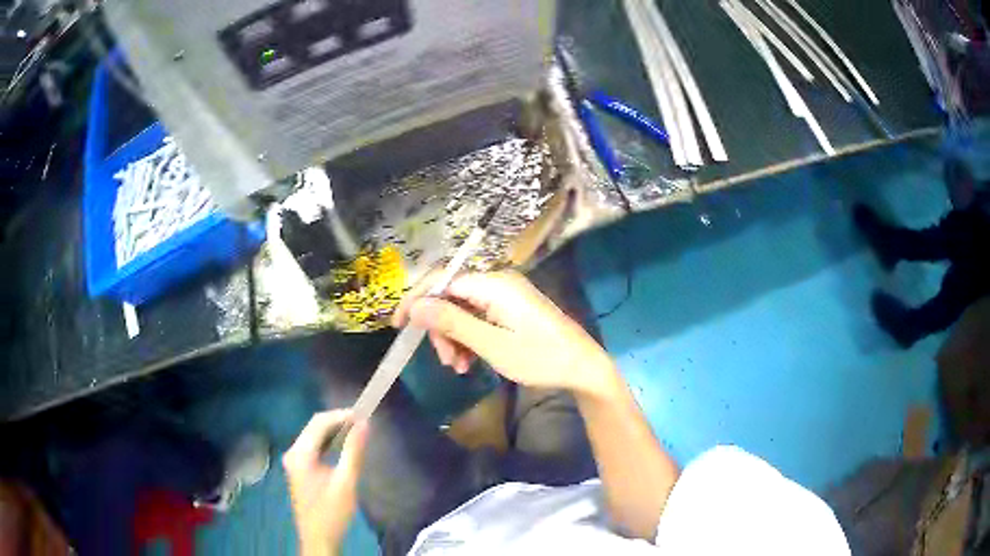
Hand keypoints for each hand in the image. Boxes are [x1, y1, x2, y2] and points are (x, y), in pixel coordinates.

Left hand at [283, 410, 368, 555]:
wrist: (318, 539)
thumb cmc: (332, 512)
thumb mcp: (346, 482)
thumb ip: (354, 451)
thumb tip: (364, 423)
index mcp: (300, 454)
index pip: (319, 422)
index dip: (341, 415)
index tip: (364, 415)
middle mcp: (293, 453)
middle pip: (314, 427)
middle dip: (338, 422)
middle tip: (363, 424)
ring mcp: (294, 462)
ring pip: (314, 437)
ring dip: (334, 433)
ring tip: (357, 433)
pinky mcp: (299, 470)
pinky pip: (313, 448)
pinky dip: (329, 444)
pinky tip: (344, 448)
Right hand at [393, 270, 617, 396]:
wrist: (582, 367)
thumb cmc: (540, 357)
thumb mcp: (493, 345)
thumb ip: (453, 323)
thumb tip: (415, 306)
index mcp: (494, 284)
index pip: (441, 280)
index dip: (416, 300)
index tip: (398, 326)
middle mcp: (497, 282)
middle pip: (451, 297)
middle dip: (441, 329)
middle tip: (446, 361)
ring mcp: (504, 296)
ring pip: (462, 311)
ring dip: (454, 338)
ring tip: (460, 367)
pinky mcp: (510, 310)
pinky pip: (478, 318)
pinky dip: (469, 339)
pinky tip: (470, 363)